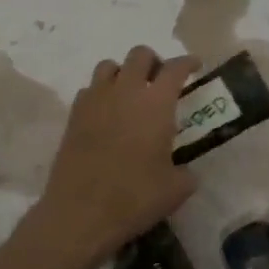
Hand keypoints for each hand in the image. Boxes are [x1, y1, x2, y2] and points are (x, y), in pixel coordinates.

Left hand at [32, 46, 200, 267]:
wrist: (80, 213)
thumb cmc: (135, 197)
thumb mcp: (176, 189)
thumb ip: (186, 172)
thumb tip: (185, 171)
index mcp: (156, 103)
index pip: (175, 67)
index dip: (188, 62)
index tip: (195, 66)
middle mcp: (125, 92)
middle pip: (139, 54)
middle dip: (153, 62)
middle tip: (160, 81)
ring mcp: (95, 101)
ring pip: (109, 66)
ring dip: (123, 73)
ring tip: (130, 94)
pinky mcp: (73, 116)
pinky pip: (89, 89)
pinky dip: (101, 93)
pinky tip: (107, 114)